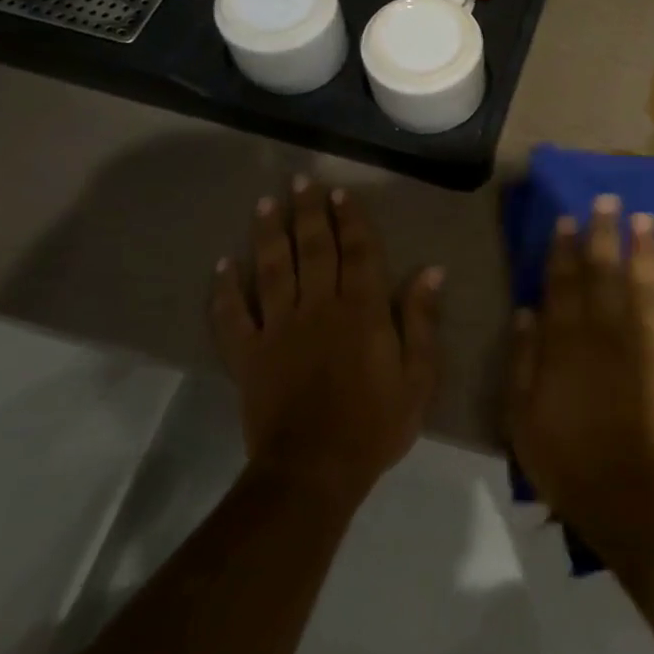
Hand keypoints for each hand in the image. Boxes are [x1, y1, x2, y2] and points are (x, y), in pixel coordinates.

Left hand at [211, 178, 441, 510]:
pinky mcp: (248, 355)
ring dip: (268, 235)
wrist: (315, 471)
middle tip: (301, 182)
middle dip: (308, 213)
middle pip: (313, 249)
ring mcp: (278, 329)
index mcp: (362, 310)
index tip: (340, 192)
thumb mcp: (419, 377)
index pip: (358, 252)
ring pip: (272, 270)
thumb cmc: (376, 424)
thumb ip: (422, 320)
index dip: (350, 219)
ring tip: (266, 204)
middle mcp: (319, 308)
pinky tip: (222, 265)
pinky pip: (232, 317)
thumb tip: (431, 270)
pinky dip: (225, 290)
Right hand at [507, 195, 653, 563]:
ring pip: (648, 282)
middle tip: (609, 199)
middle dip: (605, 233)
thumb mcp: (521, 416)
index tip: (568, 218)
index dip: (564, 248)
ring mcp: (649, 342)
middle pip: (606, 271)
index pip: (564, 281)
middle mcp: (610, 329)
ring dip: (646, 248)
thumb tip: (527, 311)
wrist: (633, 494)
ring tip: (645, 219)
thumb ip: (523, 360)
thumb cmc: (567, 458)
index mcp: (568, 340)